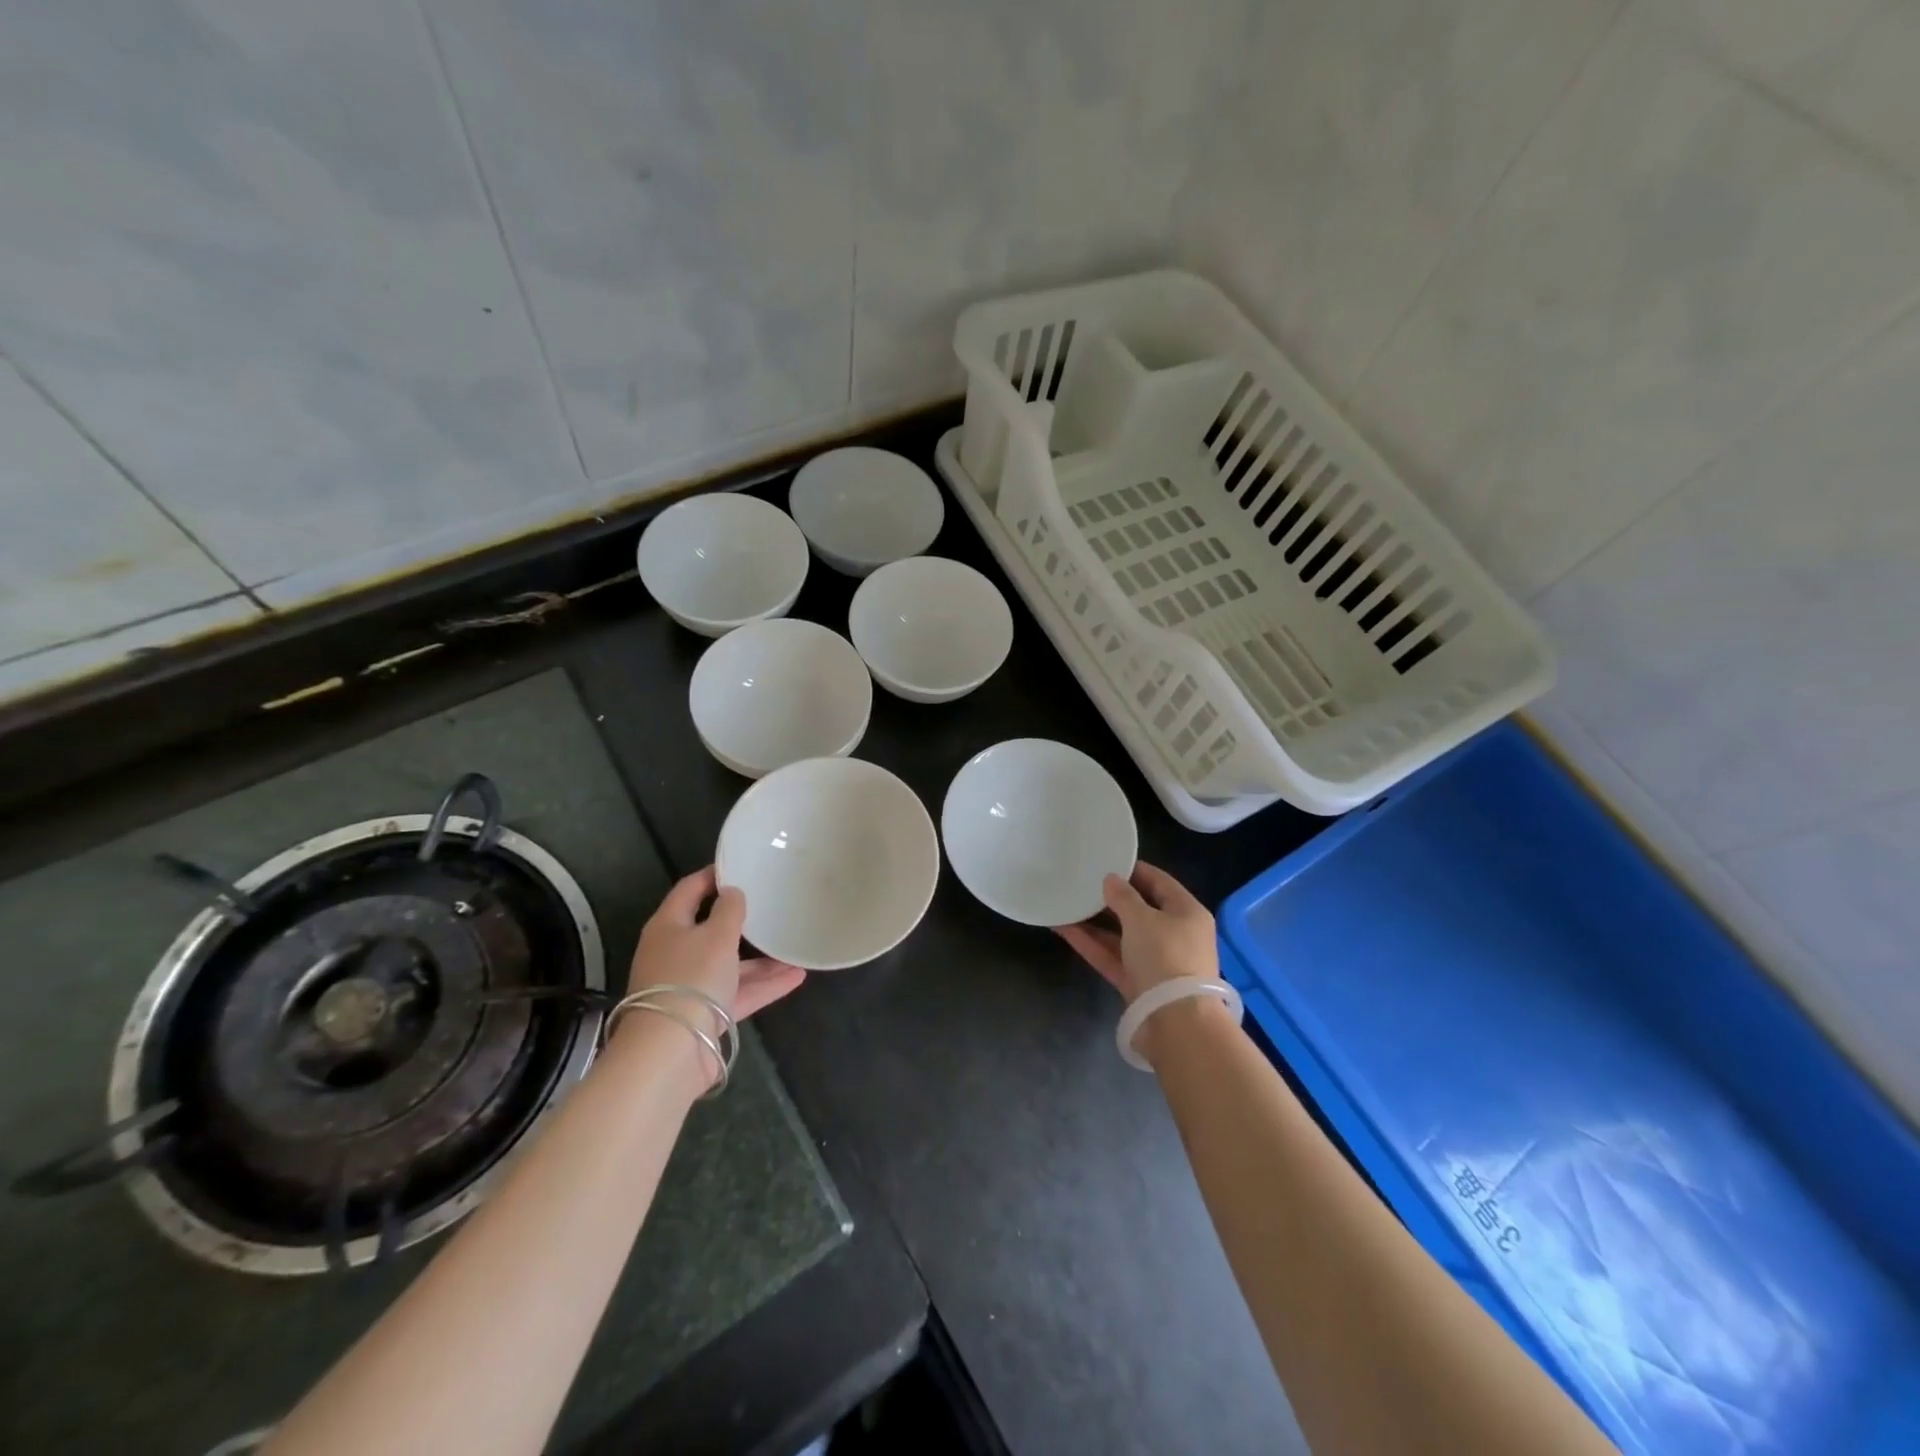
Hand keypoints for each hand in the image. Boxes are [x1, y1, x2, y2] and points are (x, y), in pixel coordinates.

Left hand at [626, 865, 805, 1029]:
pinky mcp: (705, 1015)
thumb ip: (729, 909)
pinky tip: (796, 977)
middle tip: (771, 905)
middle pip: (710, 930)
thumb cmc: (691, 978)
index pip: (689, 890)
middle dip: (742, 921)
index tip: (742, 866)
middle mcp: (676, 953)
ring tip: (794, 947)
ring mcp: (690, 987)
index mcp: (668, 926)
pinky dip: (764, 985)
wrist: (670, 1051)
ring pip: (729, 964)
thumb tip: (732, 892)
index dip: (714, 876)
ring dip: (761, 959)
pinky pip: (738, 992)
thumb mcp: (716, 935)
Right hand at [1055, 861, 1216, 1003]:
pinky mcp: (1137, 982)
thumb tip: (1110, 880)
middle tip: (1081, 881)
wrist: (1176, 1023)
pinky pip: (1112, 956)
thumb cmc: (1165, 956)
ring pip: (1121, 934)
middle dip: (1110, 897)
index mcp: (1187, 912)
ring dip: (1094, 921)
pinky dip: (1091, 944)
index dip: (1133, 869)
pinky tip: (1063, 928)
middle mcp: (1174, 934)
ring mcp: (1155, 960)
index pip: (1159, 882)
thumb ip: (1123, 896)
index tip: (1105, 859)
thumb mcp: (1142, 919)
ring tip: (1066, 902)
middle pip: (1140, 909)